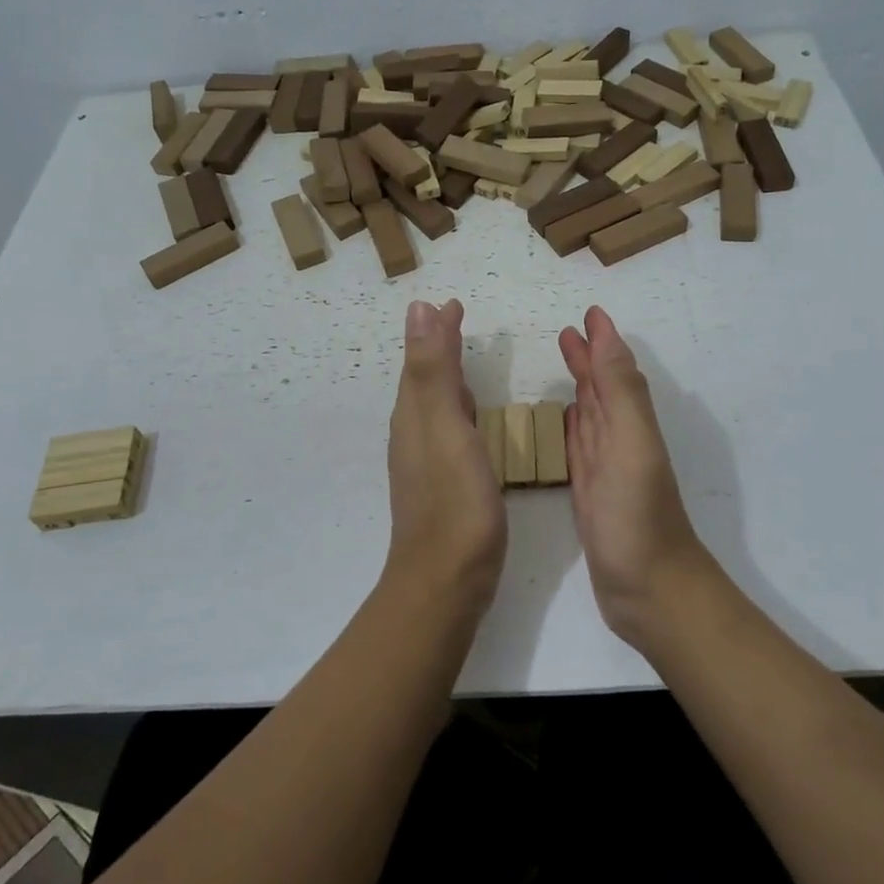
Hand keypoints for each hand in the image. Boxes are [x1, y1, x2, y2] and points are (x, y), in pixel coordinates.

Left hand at [385, 300, 506, 613]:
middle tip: (456, 320)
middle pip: (423, 379)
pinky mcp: (442, 484)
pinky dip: (457, 410)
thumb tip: (418, 309)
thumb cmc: (453, 501)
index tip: (450, 303)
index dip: (434, 330)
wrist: (446, 580)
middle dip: (438, 347)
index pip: (421, 360)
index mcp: (414, 415)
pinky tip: (470, 420)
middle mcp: (413, 434)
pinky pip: (447, 430)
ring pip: (433, 405)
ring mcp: (426, 462)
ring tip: (463, 360)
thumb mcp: (444, 425)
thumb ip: (433, 369)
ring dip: (446, 377)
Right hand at [559, 307, 719, 646]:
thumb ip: (620, 390)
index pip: (615, 371)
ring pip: (590, 414)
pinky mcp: (589, 494)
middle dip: (587, 359)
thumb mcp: (632, 444)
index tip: (589, 314)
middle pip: (601, 388)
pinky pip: (578, 447)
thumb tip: (606, 334)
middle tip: (565, 334)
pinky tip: (563, 420)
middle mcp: (619, 439)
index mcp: (630, 423)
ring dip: (579, 387)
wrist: (649, 592)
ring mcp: (604, 468)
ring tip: (562, 365)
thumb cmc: (638, 517)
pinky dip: (571, 427)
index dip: (603, 342)